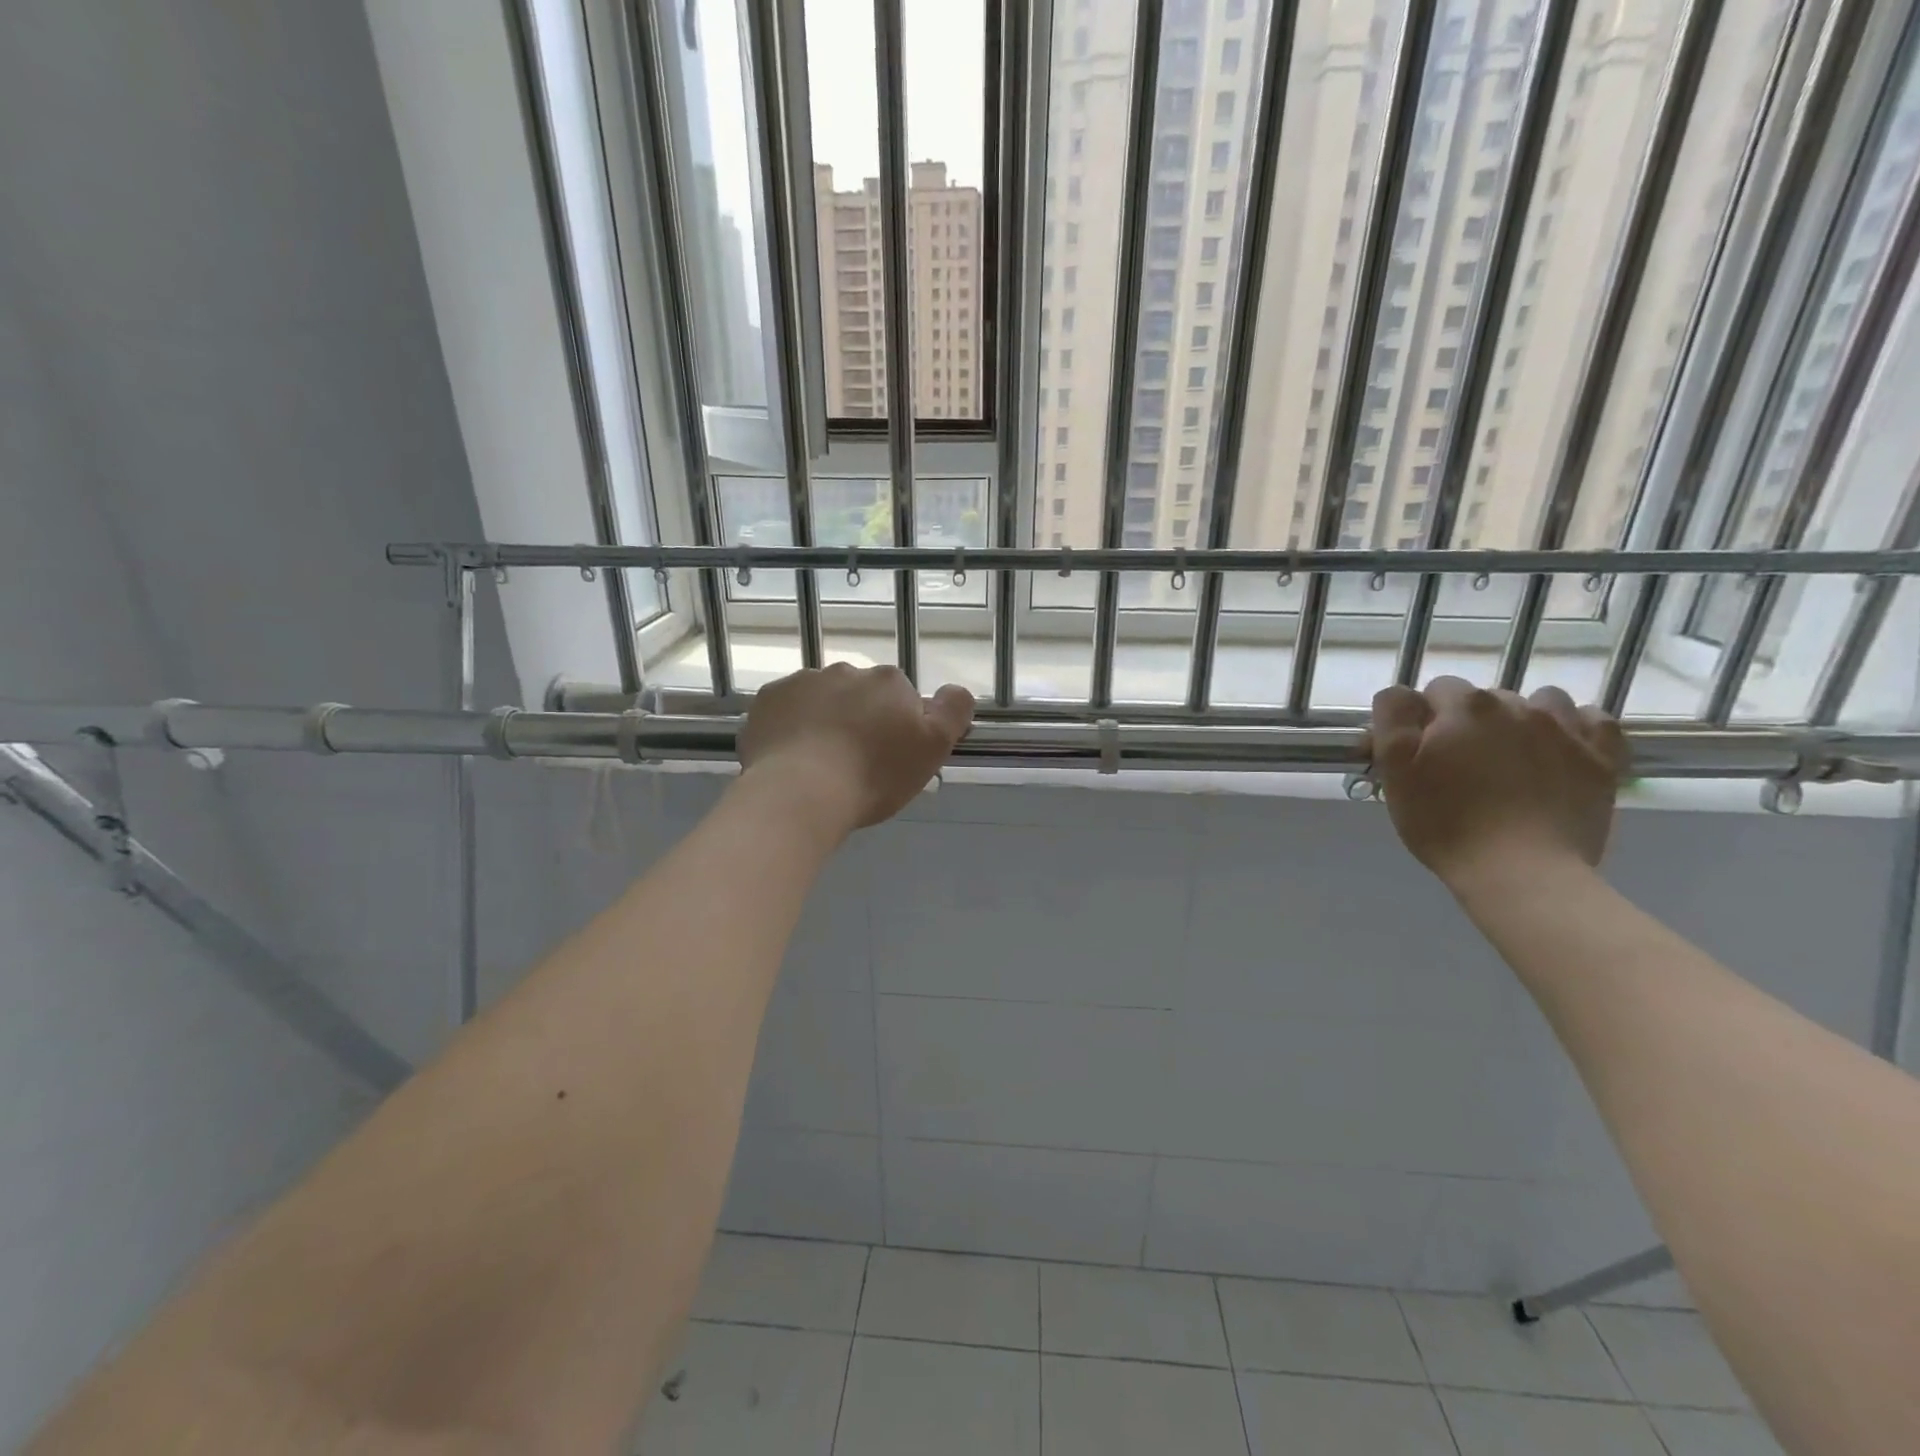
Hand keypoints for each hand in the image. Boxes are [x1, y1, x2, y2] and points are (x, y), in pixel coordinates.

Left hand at [737, 663, 975, 831]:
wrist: (799, 792)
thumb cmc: (873, 775)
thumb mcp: (932, 749)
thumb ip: (953, 712)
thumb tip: (956, 691)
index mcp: (889, 682)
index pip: (902, 698)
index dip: (898, 728)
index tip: (890, 759)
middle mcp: (846, 671)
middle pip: (860, 696)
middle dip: (860, 720)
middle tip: (855, 765)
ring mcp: (802, 681)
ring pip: (821, 700)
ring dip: (824, 721)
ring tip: (819, 765)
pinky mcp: (767, 699)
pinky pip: (786, 710)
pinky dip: (790, 727)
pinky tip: (791, 758)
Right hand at [1368, 677, 1627, 888]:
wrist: (1522, 872)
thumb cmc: (1446, 824)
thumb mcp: (1395, 772)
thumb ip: (1392, 721)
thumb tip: (1401, 696)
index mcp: (1462, 707)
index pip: (1434, 690)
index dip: (1423, 720)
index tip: (1420, 753)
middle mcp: (1515, 705)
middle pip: (1484, 698)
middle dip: (1469, 723)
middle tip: (1459, 767)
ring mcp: (1564, 729)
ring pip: (1538, 702)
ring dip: (1521, 720)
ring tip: (1510, 758)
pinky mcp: (1601, 757)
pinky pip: (1592, 720)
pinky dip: (1574, 729)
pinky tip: (1559, 751)